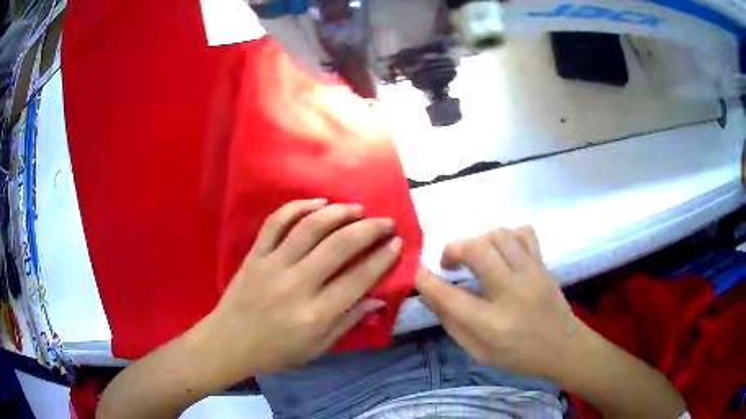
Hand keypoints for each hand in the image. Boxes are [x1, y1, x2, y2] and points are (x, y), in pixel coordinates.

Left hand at [201, 199, 401, 380]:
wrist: (229, 342)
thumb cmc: (275, 352)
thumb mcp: (317, 348)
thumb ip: (347, 322)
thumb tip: (377, 299)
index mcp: (315, 314)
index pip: (358, 279)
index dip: (382, 258)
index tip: (397, 243)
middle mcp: (297, 284)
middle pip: (339, 246)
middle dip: (369, 229)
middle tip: (385, 221)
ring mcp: (273, 265)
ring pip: (310, 228)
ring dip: (338, 213)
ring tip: (357, 208)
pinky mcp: (255, 255)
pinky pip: (275, 223)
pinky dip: (297, 207)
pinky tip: (317, 203)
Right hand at [415, 227, 578, 380]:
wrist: (563, 347)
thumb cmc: (518, 356)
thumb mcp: (478, 352)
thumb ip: (452, 323)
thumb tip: (430, 293)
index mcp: (491, 324)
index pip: (450, 296)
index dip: (426, 280)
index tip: (416, 272)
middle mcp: (511, 293)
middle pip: (476, 251)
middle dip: (453, 249)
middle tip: (450, 263)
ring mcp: (531, 274)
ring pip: (498, 235)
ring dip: (478, 241)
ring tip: (475, 257)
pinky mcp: (543, 264)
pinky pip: (523, 233)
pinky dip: (507, 236)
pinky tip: (502, 251)